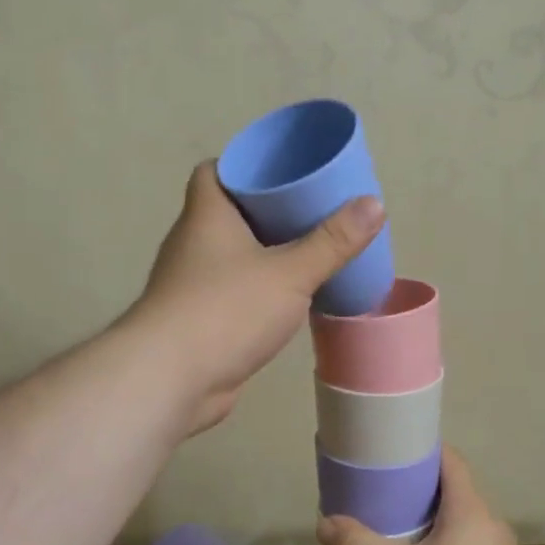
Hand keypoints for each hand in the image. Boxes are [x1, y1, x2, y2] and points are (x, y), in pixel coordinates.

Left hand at [130, 161, 383, 435]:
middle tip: (313, 208)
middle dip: (269, 209)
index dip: (246, 164)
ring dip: (265, 252)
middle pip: (230, 212)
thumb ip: (332, 242)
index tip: (284, 170)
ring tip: (310, 249)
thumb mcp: (290, 272)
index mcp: (206, 215)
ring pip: (233, 254)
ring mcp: (192, 283)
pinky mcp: (199, 319)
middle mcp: (193, 242)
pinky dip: (259, 288)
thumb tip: (374, 204)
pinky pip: (234, 290)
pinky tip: (290, 297)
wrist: (170, 379)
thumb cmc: (226, 310)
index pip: (215, 171)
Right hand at [315, 447, 542, 544]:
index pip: (450, 460)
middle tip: (385, 501)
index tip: (394, 454)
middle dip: (420, 495)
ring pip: (462, 530)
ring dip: (433, 531)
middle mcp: (490, 525)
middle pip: (453, 495)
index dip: (423, 451)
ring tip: (399, 543)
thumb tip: (326, 523)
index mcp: (469, 508)